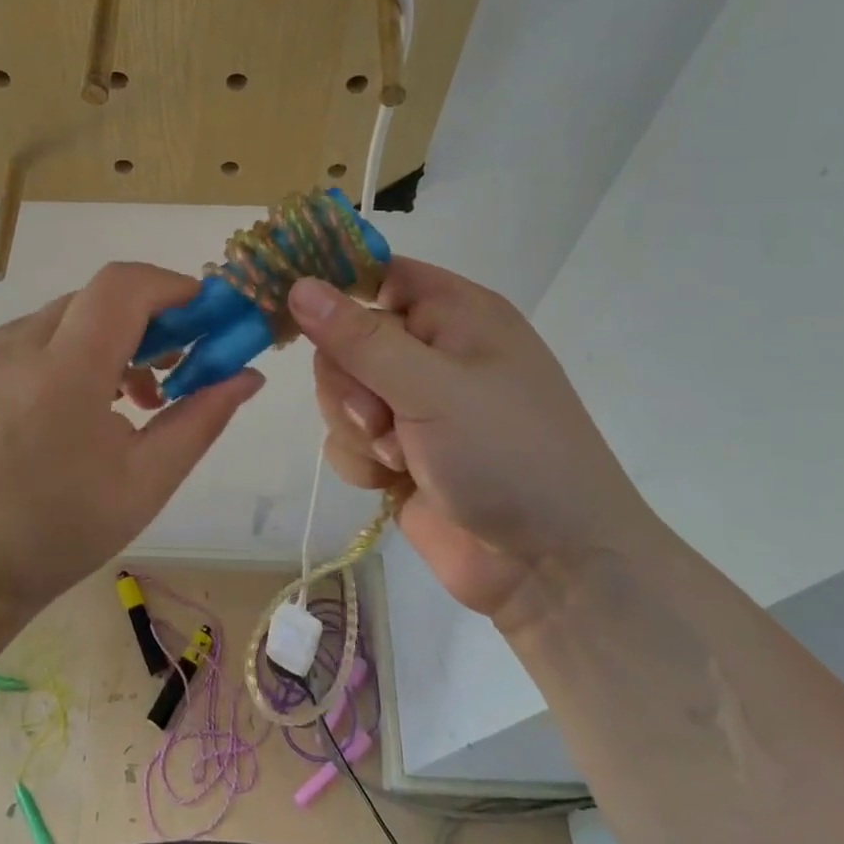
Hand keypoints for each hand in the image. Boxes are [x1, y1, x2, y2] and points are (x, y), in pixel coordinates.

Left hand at [0, 262, 263, 612]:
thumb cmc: (60, 533)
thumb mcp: (146, 482)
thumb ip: (201, 419)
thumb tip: (248, 375)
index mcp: (61, 378)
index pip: (121, 287)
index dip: (172, 287)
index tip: (206, 316)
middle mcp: (16, 347)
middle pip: (99, 297)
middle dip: (150, 317)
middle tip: (180, 363)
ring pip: (71, 313)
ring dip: (113, 335)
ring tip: (136, 396)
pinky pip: (40, 333)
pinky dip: (77, 348)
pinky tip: (89, 399)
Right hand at [288, 258, 656, 625]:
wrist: (551, 568)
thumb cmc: (507, 455)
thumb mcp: (432, 387)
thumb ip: (359, 339)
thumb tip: (298, 284)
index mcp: (455, 314)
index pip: (377, 274)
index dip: (334, 287)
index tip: (292, 308)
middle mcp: (432, 352)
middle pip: (345, 339)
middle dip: (350, 383)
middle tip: (381, 415)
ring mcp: (414, 404)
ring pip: (339, 391)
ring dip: (357, 426)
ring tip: (399, 456)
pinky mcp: (398, 451)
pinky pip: (346, 437)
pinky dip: (362, 460)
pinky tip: (394, 482)